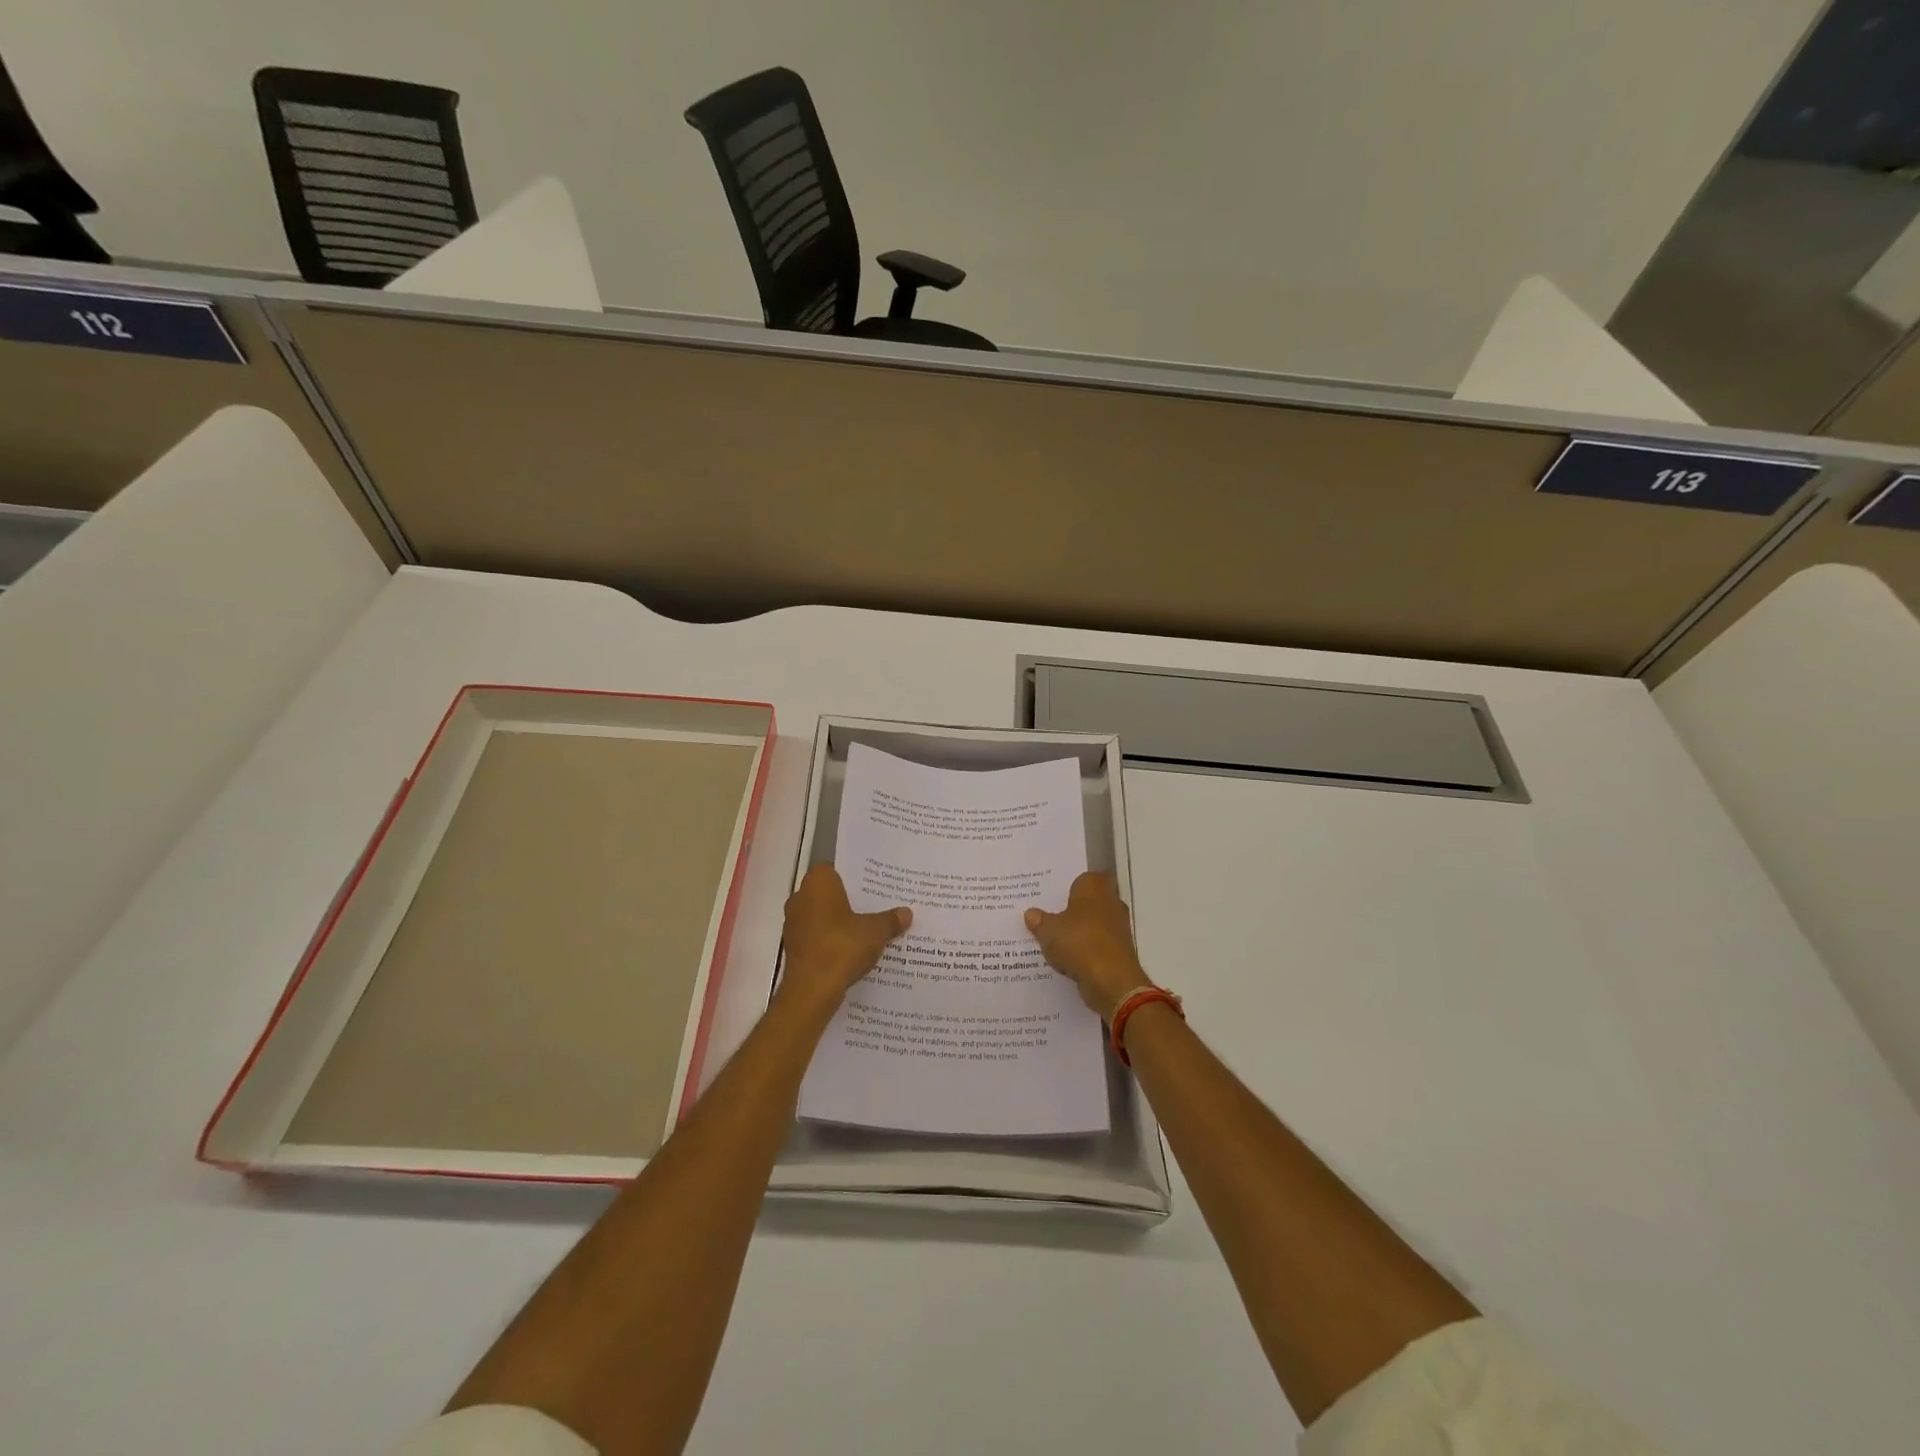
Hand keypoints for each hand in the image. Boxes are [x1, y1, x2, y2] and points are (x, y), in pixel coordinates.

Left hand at [779, 864, 910, 1013]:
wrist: (811, 990)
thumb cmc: (841, 947)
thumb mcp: (875, 932)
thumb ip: (890, 920)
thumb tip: (906, 913)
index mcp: (818, 883)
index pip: (835, 869)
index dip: (854, 876)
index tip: (873, 885)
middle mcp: (800, 897)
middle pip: (829, 893)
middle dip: (849, 900)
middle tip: (876, 906)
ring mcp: (794, 923)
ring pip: (822, 915)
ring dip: (839, 922)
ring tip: (867, 929)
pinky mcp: (793, 946)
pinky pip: (816, 935)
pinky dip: (831, 940)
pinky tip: (852, 950)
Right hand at [1025, 872, 1152, 1021]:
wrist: (1112, 981)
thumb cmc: (1079, 942)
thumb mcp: (1049, 930)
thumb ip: (1040, 920)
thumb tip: (1031, 913)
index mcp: (1094, 887)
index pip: (1084, 877)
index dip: (1070, 884)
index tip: (1053, 893)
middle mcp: (1111, 902)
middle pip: (1090, 901)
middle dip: (1073, 908)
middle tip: (1049, 914)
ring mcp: (1118, 928)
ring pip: (1094, 924)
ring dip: (1079, 931)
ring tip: (1054, 938)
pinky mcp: (1119, 951)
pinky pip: (1097, 944)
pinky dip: (1086, 950)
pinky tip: (1067, 958)